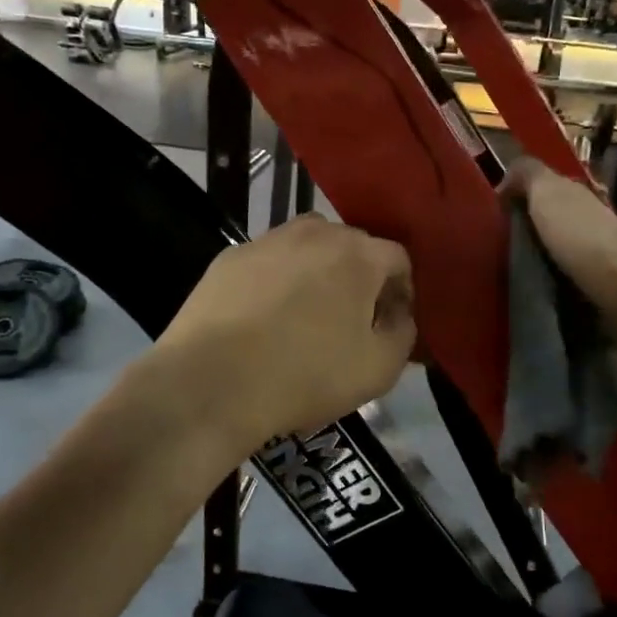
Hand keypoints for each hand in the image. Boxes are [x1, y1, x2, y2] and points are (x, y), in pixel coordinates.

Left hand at [159, 215, 415, 449]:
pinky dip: (276, 282)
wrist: (212, 383)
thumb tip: (398, 315)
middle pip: (353, 248)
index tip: (390, 326)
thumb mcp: (379, 369)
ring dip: (317, 275)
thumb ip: (404, 334)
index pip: (398, 260)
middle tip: (350, 322)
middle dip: (360, 279)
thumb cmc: (306, 375)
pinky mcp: (229, 257)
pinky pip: (268, 263)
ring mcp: (268, 240)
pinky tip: (264, 319)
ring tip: (306, 317)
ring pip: (308, 249)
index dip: (401, 293)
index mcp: (359, 254)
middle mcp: (316, 233)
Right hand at [503, 157, 616, 351]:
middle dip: (523, 227)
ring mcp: (593, 252)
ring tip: (504, 269)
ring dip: (533, 254)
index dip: (515, 195)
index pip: (541, 186)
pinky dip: (546, 276)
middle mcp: (586, 217)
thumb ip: (527, 174)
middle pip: (547, 217)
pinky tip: (529, 285)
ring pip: (553, 246)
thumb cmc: (581, 237)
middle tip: (490, 243)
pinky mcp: (594, 283)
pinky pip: (561, 274)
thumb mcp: (547, 193)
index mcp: (575, 192)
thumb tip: (506, 178)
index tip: (488, 214)